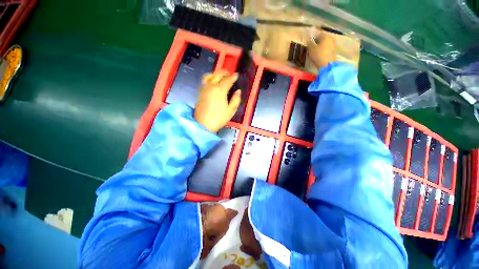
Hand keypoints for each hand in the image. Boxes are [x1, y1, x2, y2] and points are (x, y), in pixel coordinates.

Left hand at [194, 70, 241, 132]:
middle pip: (218, 74)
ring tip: (220, 77)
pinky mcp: (200, 92)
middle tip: (230, 74)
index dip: (233, 77)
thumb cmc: (219, 118)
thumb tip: (238, 91)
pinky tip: (212, 82)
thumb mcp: (231, 110)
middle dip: (225, 72)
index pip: (228, 80)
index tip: (237, 75)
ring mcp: (204, 88)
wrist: (203, 124)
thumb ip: (236, 99)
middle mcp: (211, 86)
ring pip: (209, 75)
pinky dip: (210, 78)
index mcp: (220, 90)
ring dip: (216, 73)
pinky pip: (204, 80)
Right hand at [308, 31, 336, 68]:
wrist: (327, 64)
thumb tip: (309, 40)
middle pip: (322, 38)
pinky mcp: (334, 50)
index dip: (313, 36)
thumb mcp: (311, 49)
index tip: (309, 40)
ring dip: (320, 45)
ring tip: (315, 50)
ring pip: (325, 42)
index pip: (318, 33)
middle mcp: (331, 38)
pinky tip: (319, 53)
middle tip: (311, 45)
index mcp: (326, 36)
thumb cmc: (318, 55)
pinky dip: (323, 49)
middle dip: (317, 41)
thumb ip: (309, 43)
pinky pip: (327, 47)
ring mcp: (333, 44)